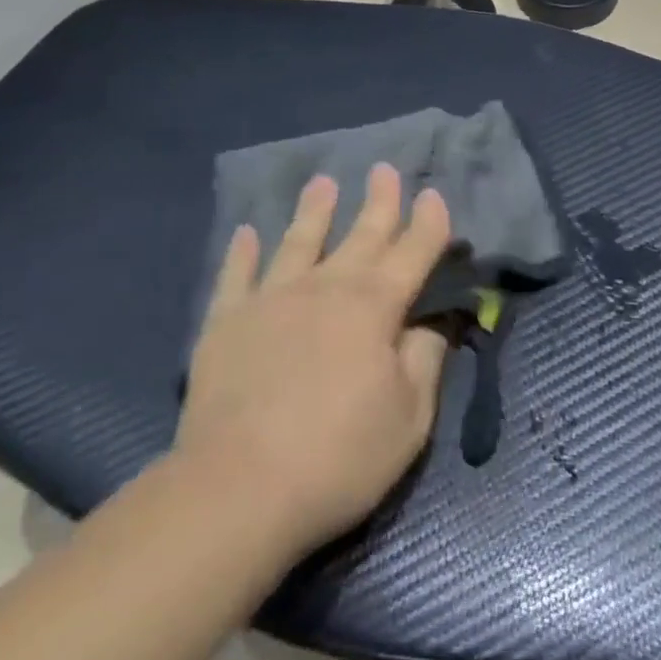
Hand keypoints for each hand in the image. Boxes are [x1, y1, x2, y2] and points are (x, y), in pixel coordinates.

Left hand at [176, 165, 451, 556]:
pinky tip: (245, 232)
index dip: (428, 223)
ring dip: (314, 210)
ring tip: (322, 182)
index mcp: (375, 306)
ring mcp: (273, 299)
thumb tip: (433, 320)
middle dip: (379, 201)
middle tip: (384, 169)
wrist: (238, 489)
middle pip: (361, 234)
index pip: (413, 251)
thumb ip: (425, 360)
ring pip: (299, 240)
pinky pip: (236, 275)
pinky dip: (241, 252)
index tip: (433, 195)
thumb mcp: (409, 418)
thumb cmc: (338, 456)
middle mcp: (327, 287)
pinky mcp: (227, 321)